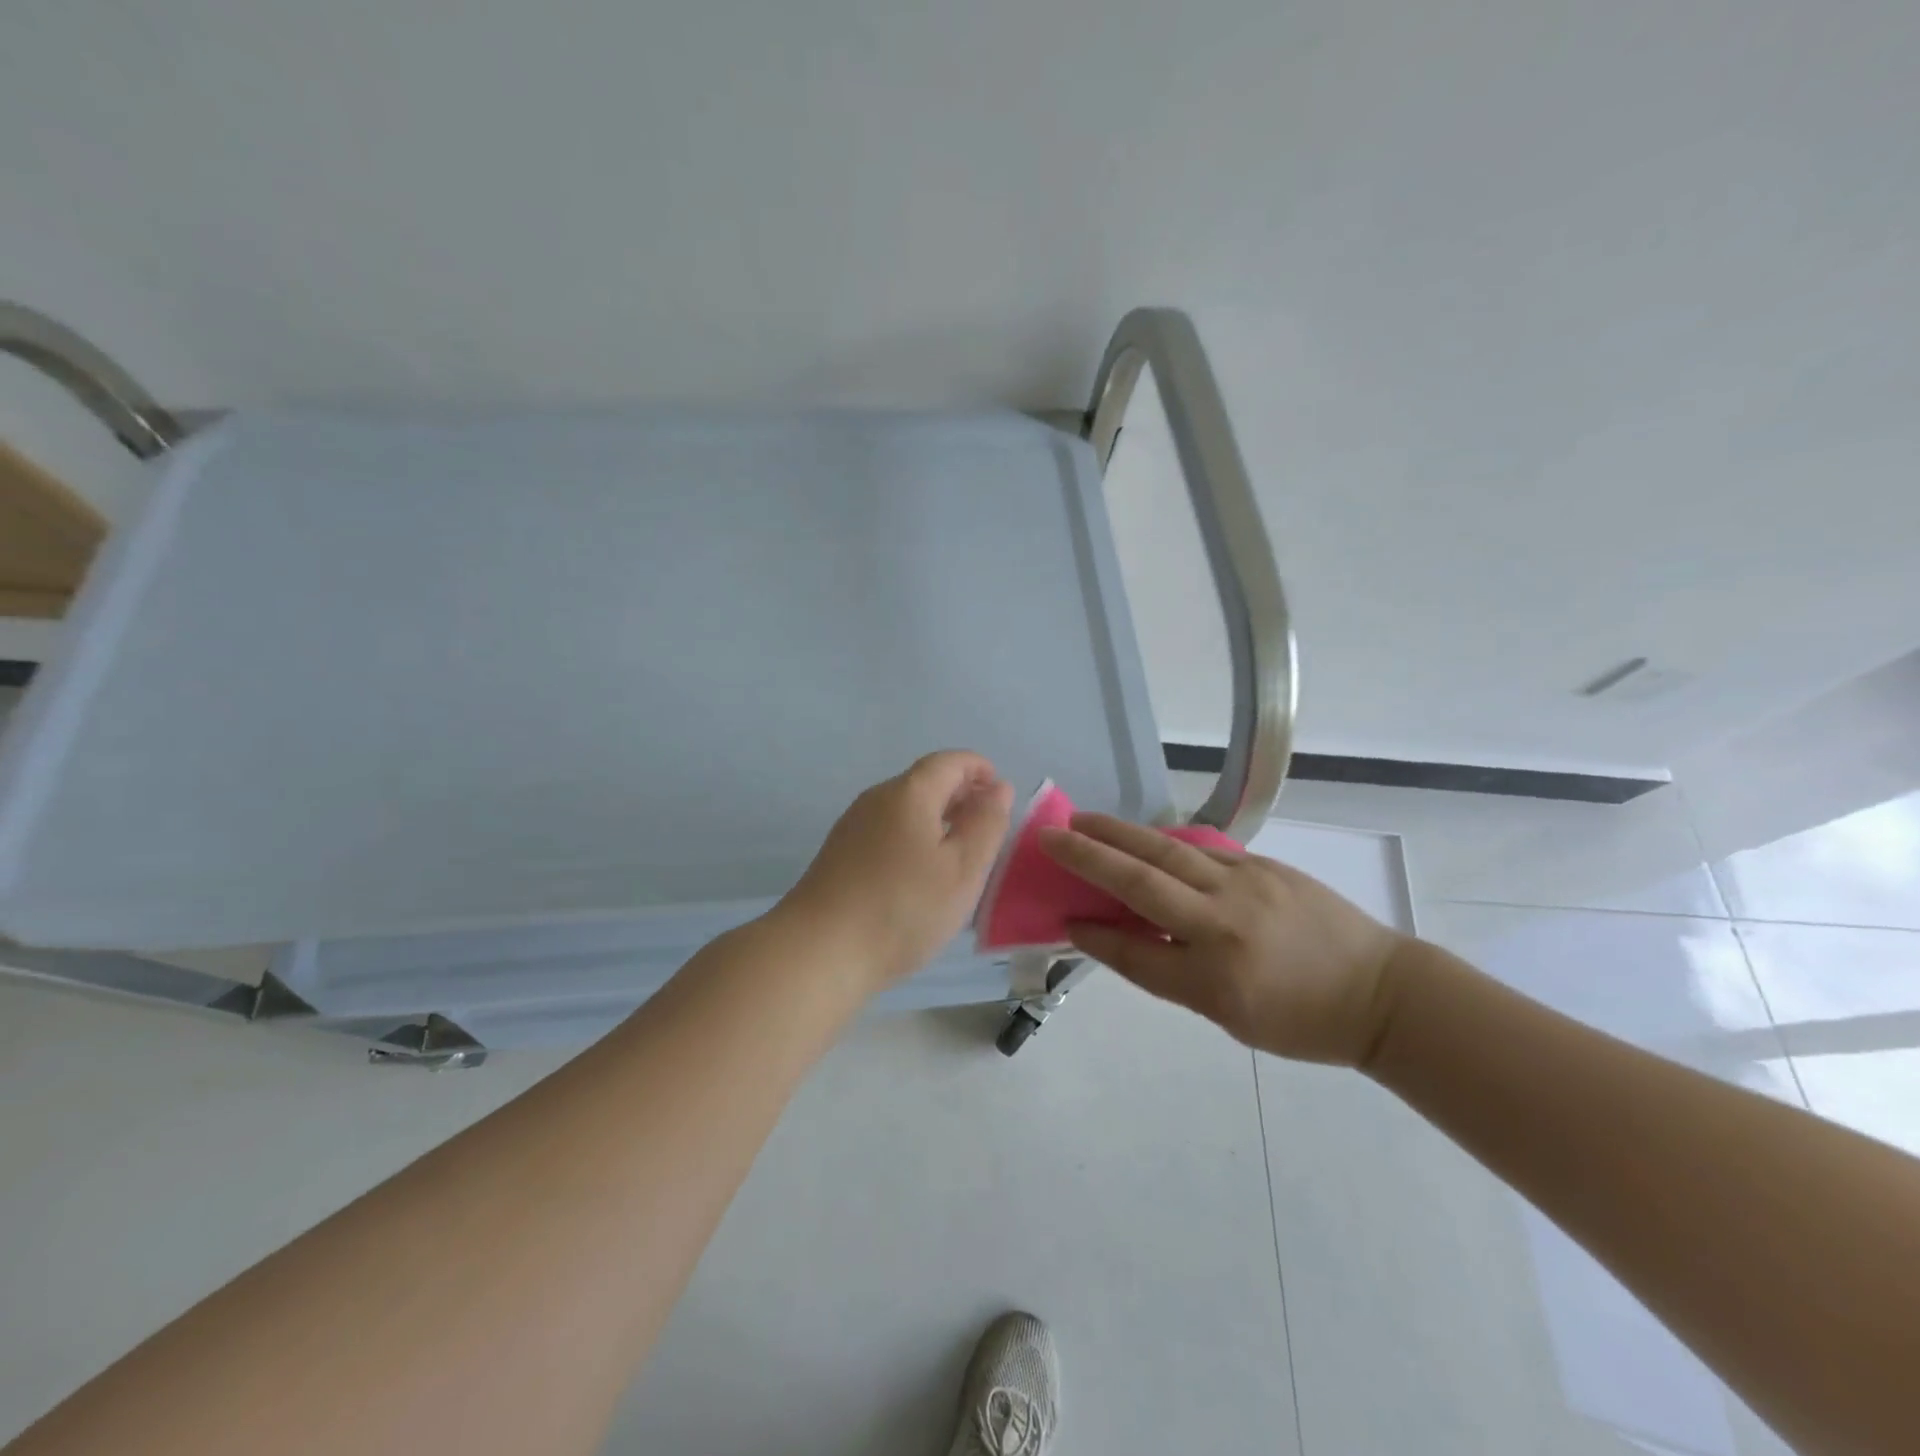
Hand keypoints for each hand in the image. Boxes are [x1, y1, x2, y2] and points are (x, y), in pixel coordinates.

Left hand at [779, 751, 1014, 990]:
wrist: (820, 951)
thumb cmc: (903, 908)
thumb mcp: (963, 869)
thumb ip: (987, 824)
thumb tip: (998, 788)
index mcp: (909, 792)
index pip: (950, 761)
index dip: (981, 770)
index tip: (1002, 796)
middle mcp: (877, 798)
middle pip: (925, 782)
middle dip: (961, 796)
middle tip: (988, 829)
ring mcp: (853, 826)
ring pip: (905, 808)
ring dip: (938, 819)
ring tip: (961, 855)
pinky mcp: (840, 854)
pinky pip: (887, 831)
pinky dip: (914, 838)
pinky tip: (921, 875)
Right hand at [1038, 813, 1408, 1065]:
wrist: (1381, 992)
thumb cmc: (1301, 1021)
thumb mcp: (1229, 1016)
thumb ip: (1170, 972)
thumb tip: (1119, 934)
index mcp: (1214, 977)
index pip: (1134, 951)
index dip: (1094, 935)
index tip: (1062, 917)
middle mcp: (1223, 923)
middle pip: (1141, 881)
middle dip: (1090, 856)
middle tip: (1051, 835)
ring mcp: (1245, 885)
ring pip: (1167, 851)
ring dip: (1119, 834)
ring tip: (1084, 821)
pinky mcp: (1263, 866)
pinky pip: (1202, 850)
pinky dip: (1164, 842)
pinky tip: (1143, 836)